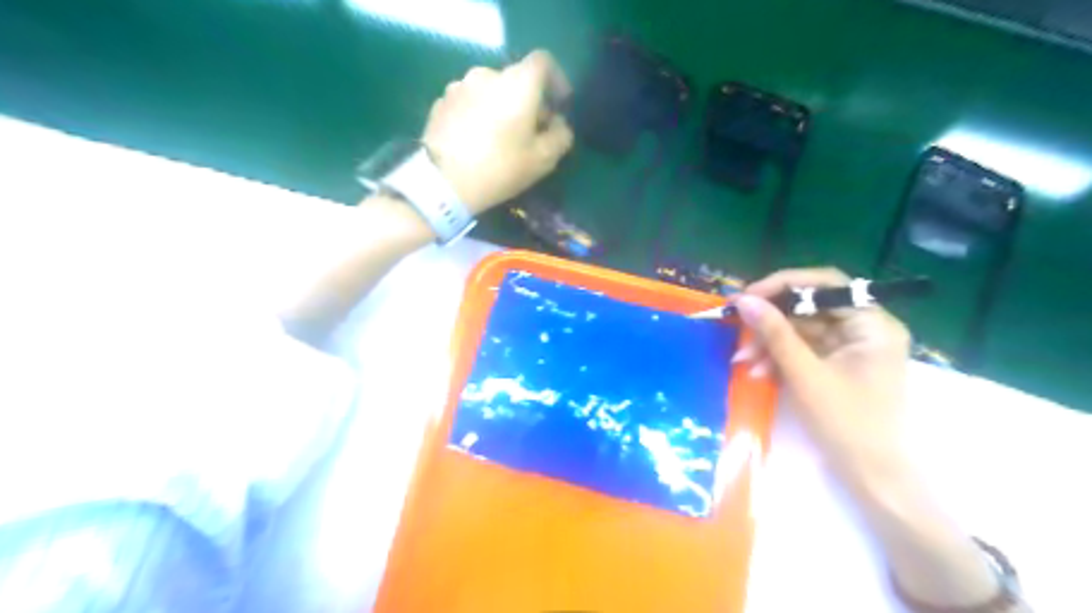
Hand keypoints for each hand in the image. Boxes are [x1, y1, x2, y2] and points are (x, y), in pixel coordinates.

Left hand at [421, 47, 575, 215]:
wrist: (442, 181)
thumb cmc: (500, 167)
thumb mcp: (543, 160)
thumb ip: (561, 136)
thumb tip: (559, 124)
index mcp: (518, 82)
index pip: (544, 62)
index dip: (556, 80)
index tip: (559, 104)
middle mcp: (487, 74)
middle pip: (516, 79)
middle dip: (528, 101)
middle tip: (531, 131)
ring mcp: (459, 86)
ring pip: (490, 91)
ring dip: (501, 107)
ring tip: (500, 137)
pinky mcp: (440, 103)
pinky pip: (469, 102)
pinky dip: (478, 114)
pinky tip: (476, 141)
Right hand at [733, 269, 915, 493]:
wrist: (871, 476)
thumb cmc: (847, 424)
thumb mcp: (805, 375)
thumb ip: (775, 334)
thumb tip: (743, 300)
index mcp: (872, 324)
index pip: (827, 284)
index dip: (784, 285)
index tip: (748, 297)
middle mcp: (864, 328)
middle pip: (810, 307)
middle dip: (771, 322)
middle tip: (739, 332)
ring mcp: (850, 347)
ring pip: (801, 329)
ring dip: (770, 343)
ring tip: (745, 363)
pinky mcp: (836, 364)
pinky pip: (802, 349)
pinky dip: (779, 358)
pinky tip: (759, 372)